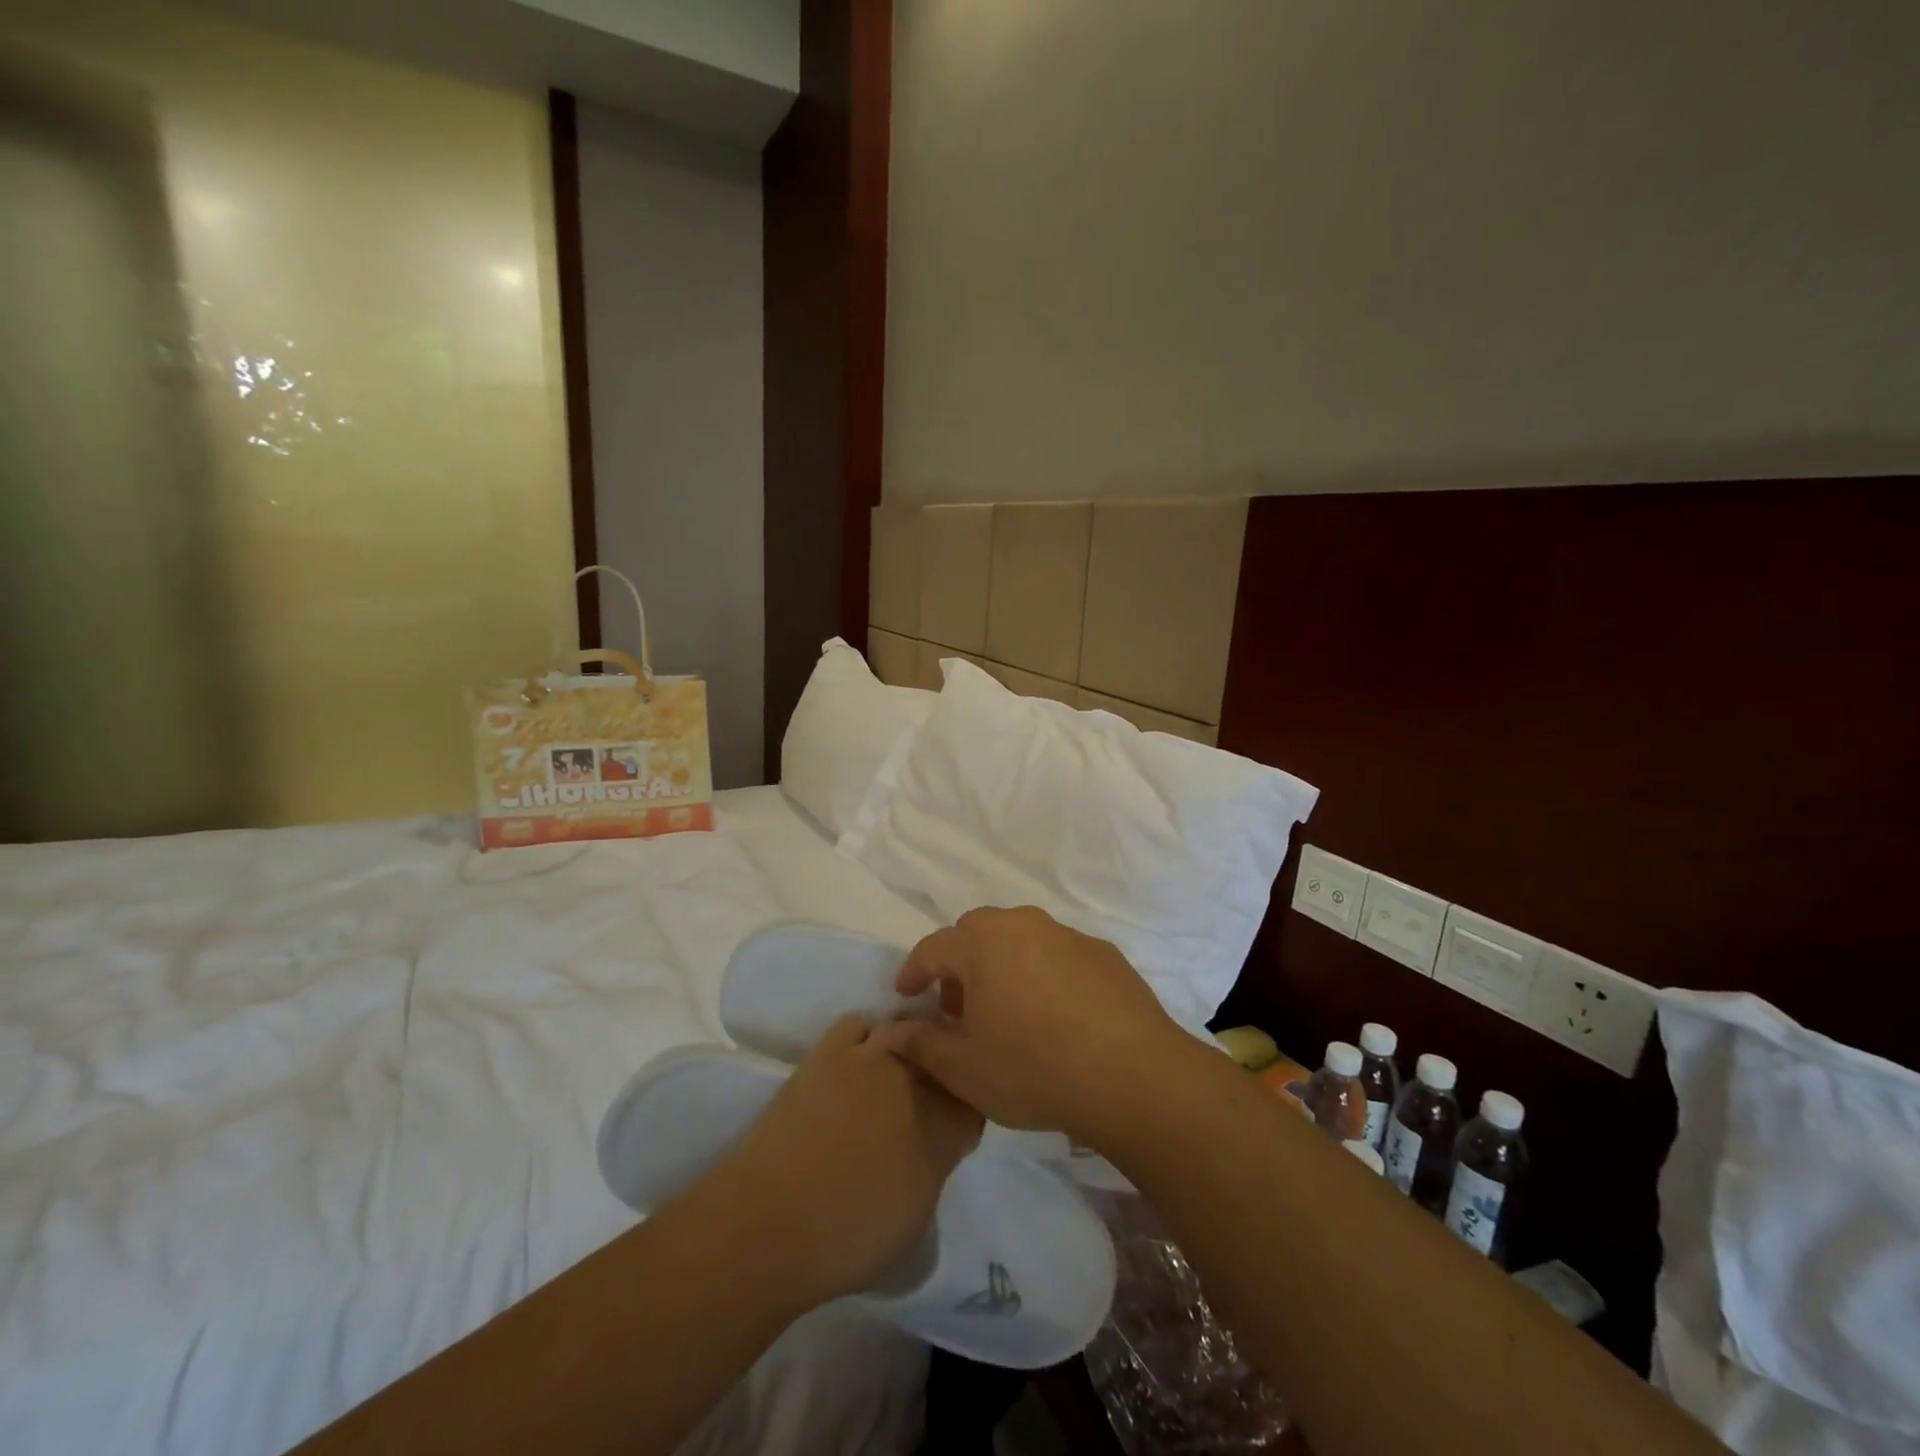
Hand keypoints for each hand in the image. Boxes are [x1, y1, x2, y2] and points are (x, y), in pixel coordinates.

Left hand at [712, 1015, 981, 1307]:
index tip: (955, 1123)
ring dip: (913, 1046)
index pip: (976, 1100)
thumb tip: (939, 1139)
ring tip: (899, 1069)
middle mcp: (916, 1081)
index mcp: (944, 1127)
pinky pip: (862, 1025)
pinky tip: (860, 1057)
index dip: (968, 1108)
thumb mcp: (916, 1214)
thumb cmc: (847, 1238)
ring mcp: (872, 1057)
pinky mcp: (831, 1049)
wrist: (770, 1223)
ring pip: (910, 1030)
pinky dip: (868, 1036)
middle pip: (946, 1056)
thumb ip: (938, 1163)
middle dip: (945, 1071)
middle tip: (929, 1097)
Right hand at [869, 906, 1198, 1146]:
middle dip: (959, 963)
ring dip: (1001, 964)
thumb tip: (888, 1031)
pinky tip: (1054, 1014)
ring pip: (1020, 938)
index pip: (933, 947)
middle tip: (958, 1006)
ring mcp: (1067, 936)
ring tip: (1006, 1010)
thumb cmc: (1034, 1069)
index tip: (906, 994)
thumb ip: (920, 1044)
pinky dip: (1042, 971)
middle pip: (977, 932)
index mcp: (983, 944)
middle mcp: (1023, 926)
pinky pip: (1058, 953)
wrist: (1132, 1075)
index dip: (914, 971)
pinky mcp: (1103, 953)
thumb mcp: (964, 1069)